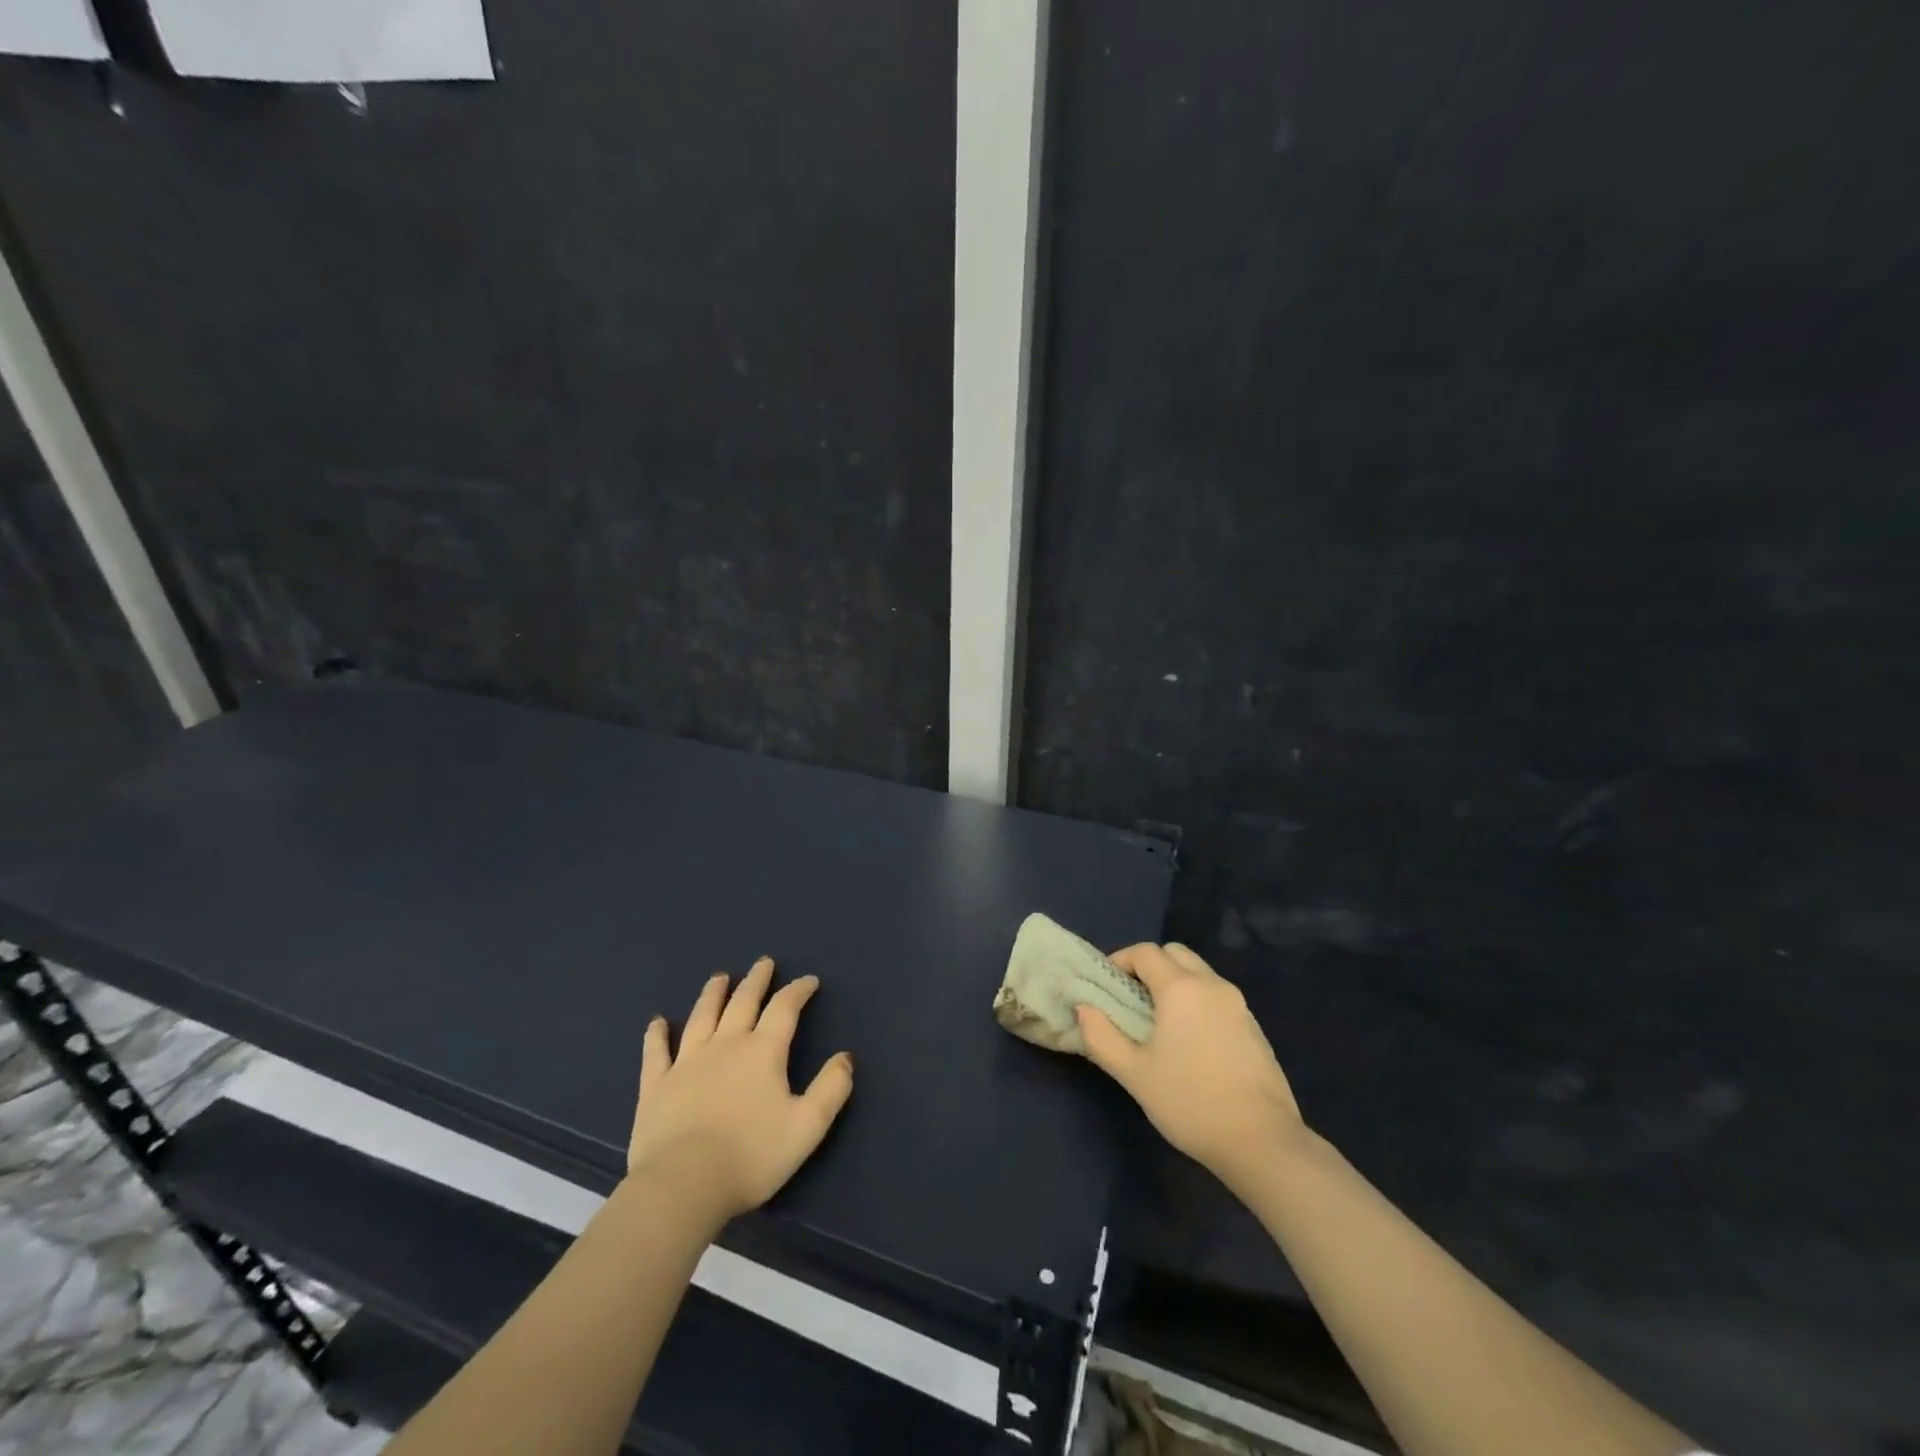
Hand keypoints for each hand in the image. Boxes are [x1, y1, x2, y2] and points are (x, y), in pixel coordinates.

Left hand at [627, 957, 854, 1225]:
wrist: (683, 1185)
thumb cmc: (751, 1156)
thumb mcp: (807, 1126)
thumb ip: (831, 1088)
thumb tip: (845, 1057)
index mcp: (763, 1052)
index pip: (784, 1008)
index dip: (798, 990)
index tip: (809, 980)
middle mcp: (725, 1045)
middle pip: (743, 1002)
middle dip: (756, 980)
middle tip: (763, 963)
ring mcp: (686, 1062)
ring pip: (702, 1016)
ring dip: (713, 994)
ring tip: (720, 977)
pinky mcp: (656, 1085)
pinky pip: (657, 1051)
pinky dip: (657, 1034)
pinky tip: (658, 1022)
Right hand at [1076, 942, 1305, 1186]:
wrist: (1262, 1142)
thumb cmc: (1190, 1102)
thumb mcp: (1134, 1074)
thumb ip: (1102, 1036)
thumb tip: (1084, 1008)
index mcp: (1181, 988)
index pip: (1145, 952)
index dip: (1120, 961)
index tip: (1107, 987)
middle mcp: (1212, 985)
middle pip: (1175, 953)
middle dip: (1149, 966)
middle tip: (1132, 999)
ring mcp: (1238, 1004)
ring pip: (1199, 973)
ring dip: (1175, 982)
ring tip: (1159, 1022)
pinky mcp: (1253, 1026)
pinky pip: (1217, 996)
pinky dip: (1197, 1001)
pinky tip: (1190, 1041)